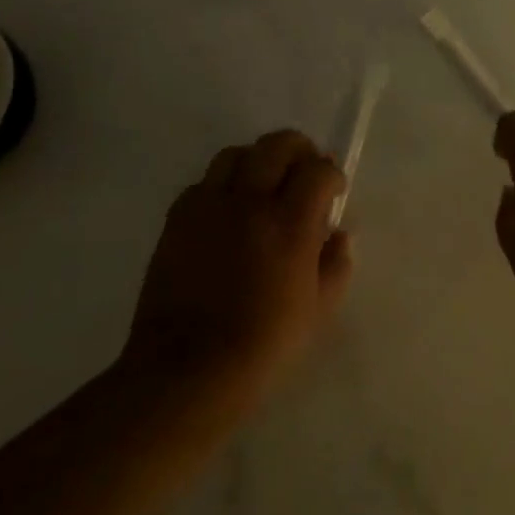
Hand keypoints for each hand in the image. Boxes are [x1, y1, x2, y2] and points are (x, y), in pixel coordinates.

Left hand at [125, 130, 352, 397]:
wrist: (188, 370)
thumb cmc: (264, 343)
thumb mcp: (319, 308)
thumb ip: (336, 263)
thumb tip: (338, 235)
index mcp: (290, 223)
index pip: (319, 170)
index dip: (332, 175)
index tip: (334, 192)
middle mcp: (249, 202)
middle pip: (277, 144)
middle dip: (300, 151)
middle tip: (304, 174)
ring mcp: (208, 207)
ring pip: (236, 154)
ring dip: (258, 161)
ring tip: (263, 187)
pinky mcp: (177, 220)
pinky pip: (203, 183)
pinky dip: (221, 187)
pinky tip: (227, 215)